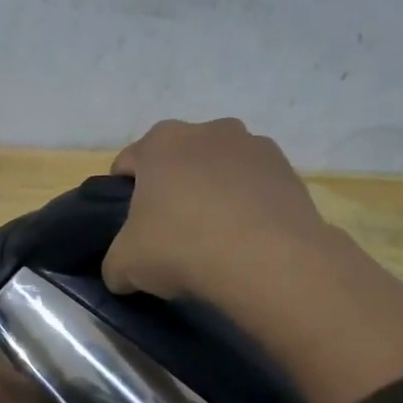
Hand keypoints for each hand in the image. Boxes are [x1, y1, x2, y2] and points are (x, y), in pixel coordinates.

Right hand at [104, 118, 332, 304]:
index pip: (127, 163)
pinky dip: (246, 206)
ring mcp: (254, 146)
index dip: (122, 196)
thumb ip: (114, 263)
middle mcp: (207, 130)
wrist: (267, 261)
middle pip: (177, 160)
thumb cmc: (181, 247)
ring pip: (218, 169)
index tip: (129, 227)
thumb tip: (122, 272)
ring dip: (212, 193)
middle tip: (169, 232)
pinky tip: (244, 240)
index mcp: (160, 142)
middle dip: (171, 189)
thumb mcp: (123, 266)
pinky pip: (254, 186)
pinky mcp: (288, 170)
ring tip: (213, 237)